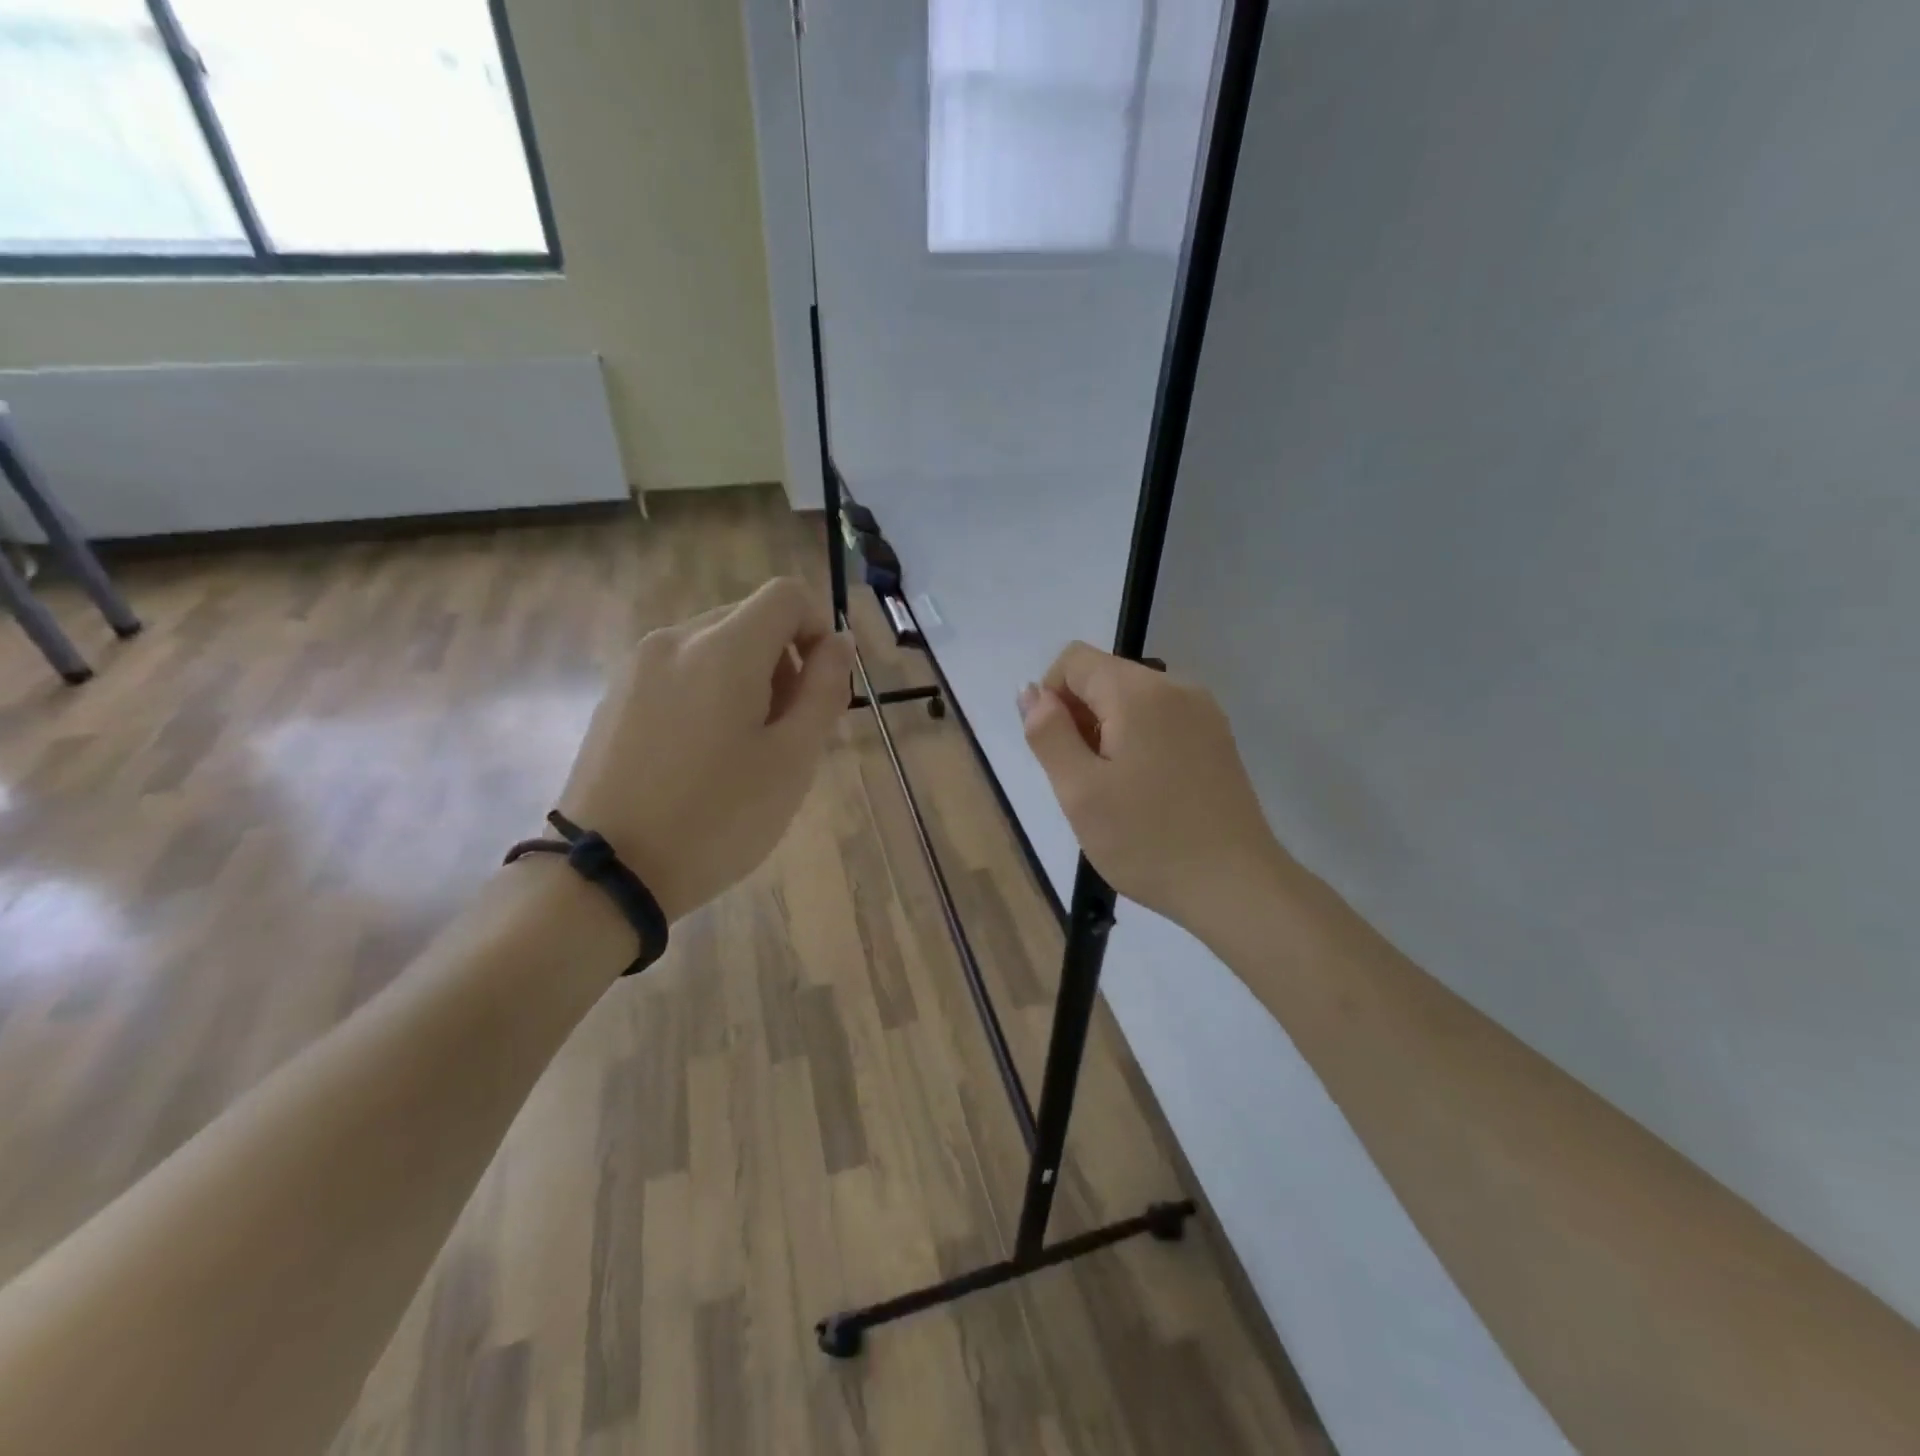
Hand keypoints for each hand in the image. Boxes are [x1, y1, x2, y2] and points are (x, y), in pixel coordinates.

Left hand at [555, 578, 854, 921]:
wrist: (607, 872)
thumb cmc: (717, 817)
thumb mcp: (792, 759)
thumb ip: (825, 690)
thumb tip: (838, 643)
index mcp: (723, 648)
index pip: (787, 596)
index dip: (819, 629)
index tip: (822, 687)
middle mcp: (675, 640)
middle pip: (750, 618)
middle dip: (785, 660)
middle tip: (788, 730)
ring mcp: (637, 666)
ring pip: (714, 645)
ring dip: (748, 677)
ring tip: (745, 747)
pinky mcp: (616, 695)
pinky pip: (680, 670)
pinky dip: (709, 690)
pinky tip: (703, 753)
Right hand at [1020, 642, 1285, 929]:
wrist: (1236, 886)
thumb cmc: (1147, 840)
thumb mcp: (1079, 790)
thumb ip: (1048, 733)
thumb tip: (1031, 691)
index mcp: (1139, 692)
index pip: (1074, 660)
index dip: (1050, 698)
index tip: (1058, 752)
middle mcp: (1176, 687)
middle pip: (1105, 677)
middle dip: (1080, 718)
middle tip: (1085, 781)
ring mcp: (1204, 712)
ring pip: (1132, 701)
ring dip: (1108, 733)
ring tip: (1116, 791)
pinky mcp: (1217, 738)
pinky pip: (1161, 720)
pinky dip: (1139, 742)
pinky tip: (1145, 791)